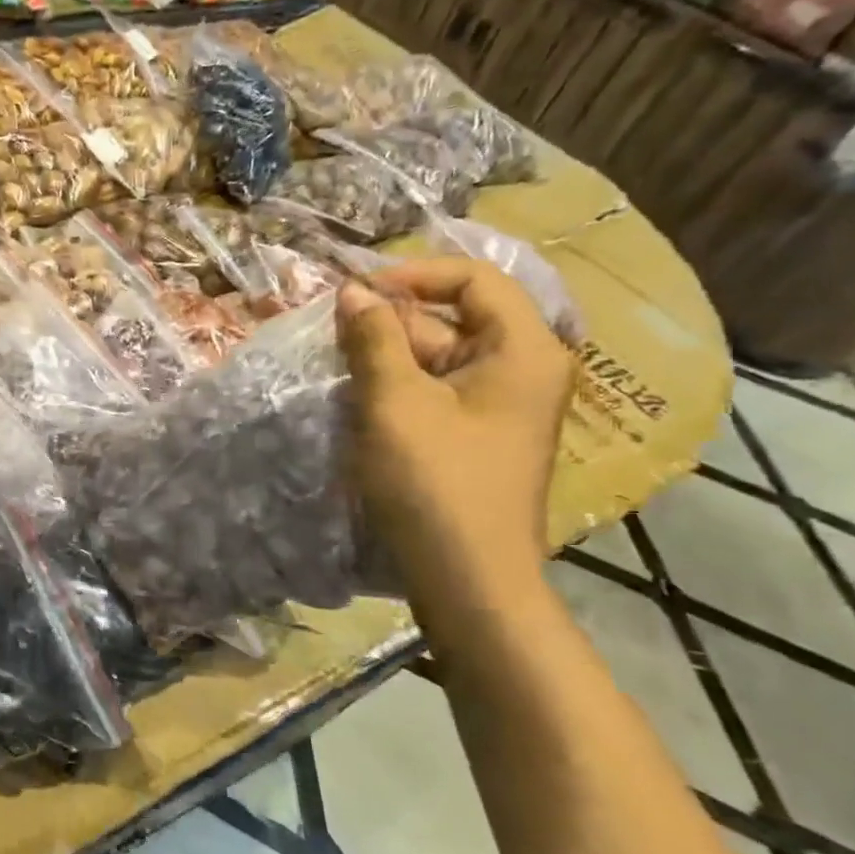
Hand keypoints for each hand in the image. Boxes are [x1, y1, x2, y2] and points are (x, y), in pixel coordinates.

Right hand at [336, 258, 575, 598]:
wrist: (467, 578)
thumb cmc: (435, 481)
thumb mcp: (395, 401)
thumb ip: (373, 338)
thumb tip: (352, 291)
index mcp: (523, 350)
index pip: (474, 280)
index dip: (413, 275)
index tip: (356, 292)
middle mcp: (521, 369)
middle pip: (452, 318)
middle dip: (389, 320)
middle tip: (331, 333)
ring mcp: (499, 405)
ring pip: (436, 356)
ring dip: (385, 355)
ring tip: (336, 365)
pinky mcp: (475, 434)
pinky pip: (434, 389)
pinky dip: (396, 386)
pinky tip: (357, 397)